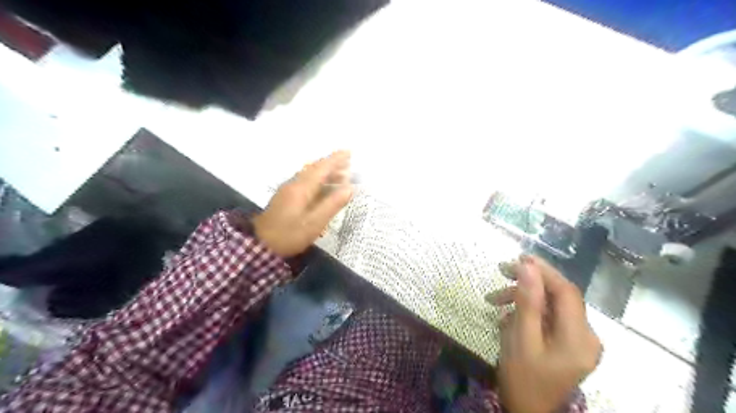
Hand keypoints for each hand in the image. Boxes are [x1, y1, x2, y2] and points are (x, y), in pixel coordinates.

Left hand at [253, 149, 352, 255]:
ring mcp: (288, 190)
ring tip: (341, 176)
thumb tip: (349, 188)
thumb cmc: (289, 235)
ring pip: (309, 174)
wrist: (260, 245)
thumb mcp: (314, 223)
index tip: (349, 152)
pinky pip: (305, 181)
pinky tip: (324, 188)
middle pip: (315, 168)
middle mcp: (294, 184)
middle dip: (332, 164)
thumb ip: (332, 204)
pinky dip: (318, 179)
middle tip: (349, 166)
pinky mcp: (285, 197)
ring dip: (325, 172)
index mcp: (302, 188)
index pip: (322, 168)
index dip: (336, 160)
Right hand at [490, 256, 599, 410]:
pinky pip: (549, 317)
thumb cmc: (523, 378)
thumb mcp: (521, 339)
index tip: (519, 257)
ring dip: (524, 297)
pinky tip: (508, 316)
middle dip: (531, 281)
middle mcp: (587, 336)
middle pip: (560, 296)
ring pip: (552, 305)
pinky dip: (529, 311)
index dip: (544, 271)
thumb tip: (528, 266)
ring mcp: (579, 341)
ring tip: (495, 299)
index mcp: (579, 338)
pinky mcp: (568, 343)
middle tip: (503, 270)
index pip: (566, 292)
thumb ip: (527, 301)